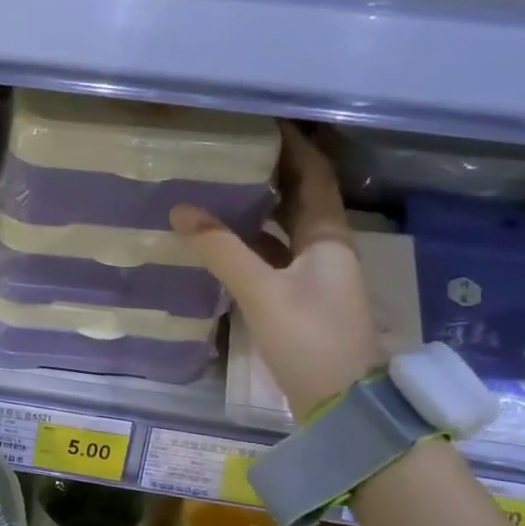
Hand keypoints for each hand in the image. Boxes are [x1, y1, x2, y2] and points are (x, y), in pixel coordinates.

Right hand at [172, 123, 384, 419]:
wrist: (343, 404)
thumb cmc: (310, 339)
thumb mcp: (262, 292)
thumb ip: (222, 251)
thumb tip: (182, 210)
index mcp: (328, 238)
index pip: (314, 177)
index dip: (295, 147)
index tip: (266, 122)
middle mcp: (326, 250)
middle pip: (302, 199)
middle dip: (273, 173)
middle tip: (231, 151)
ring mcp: (315, 277)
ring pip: (287, 229)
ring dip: (260, 208)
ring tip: (220, 188)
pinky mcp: (302, 300)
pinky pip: (276, 257)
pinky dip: (253, 243)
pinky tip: (224, 242)